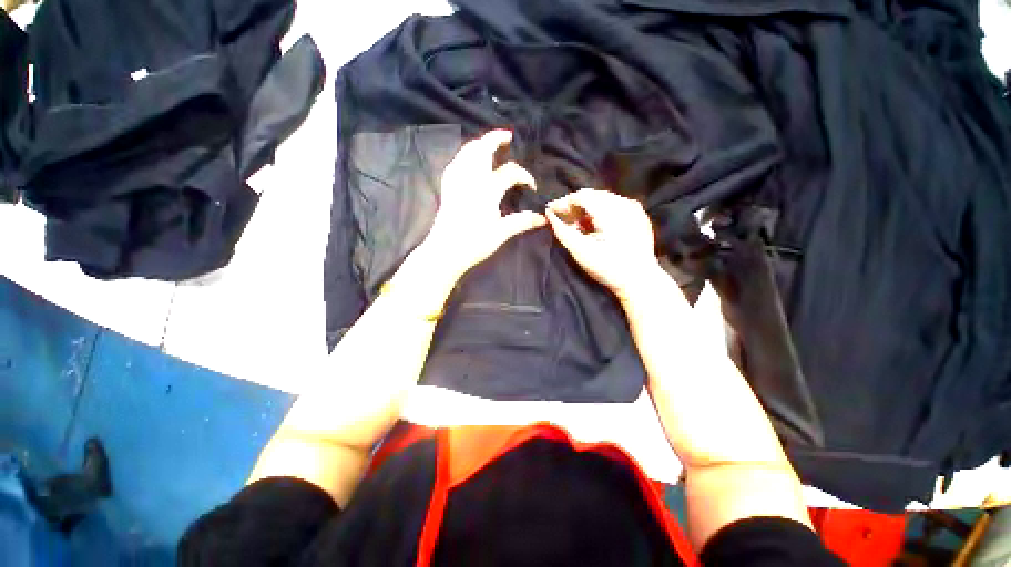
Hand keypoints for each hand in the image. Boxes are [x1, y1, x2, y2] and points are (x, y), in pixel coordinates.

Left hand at [422, 130, 545, 279]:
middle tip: (507, 136)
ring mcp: (456, 182)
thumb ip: (521, 222)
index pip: (510, 173)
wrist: (445, 251)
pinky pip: (455, 163)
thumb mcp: (501, 233)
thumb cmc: (474, 244)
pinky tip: (467, 160)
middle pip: (482, 150)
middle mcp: (471, 180)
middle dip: (495, 139)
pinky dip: (464, 156)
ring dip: (479, 144)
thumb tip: (542, 218)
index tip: (532, 186)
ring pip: (466, 153)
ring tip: (488, 144)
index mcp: (487, 190)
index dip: (524, 176)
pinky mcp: (447, 188)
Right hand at [545, 189, 661, 301]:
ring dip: (587, 208)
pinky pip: (614, 204)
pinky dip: (600, 211)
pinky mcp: (639, 214)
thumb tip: (549, 213)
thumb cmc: (608, 268)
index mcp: (610, 212)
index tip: (550, 211)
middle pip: (592, 195)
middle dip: (575, 205)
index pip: (581, 196)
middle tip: (563, 219)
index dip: (563, 202)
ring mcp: (634, 207)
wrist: (639, 280)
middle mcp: (624, 203)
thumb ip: (562, 231)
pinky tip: (594, 225)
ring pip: (603, 198)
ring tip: (578, 224)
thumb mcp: (581, 251)